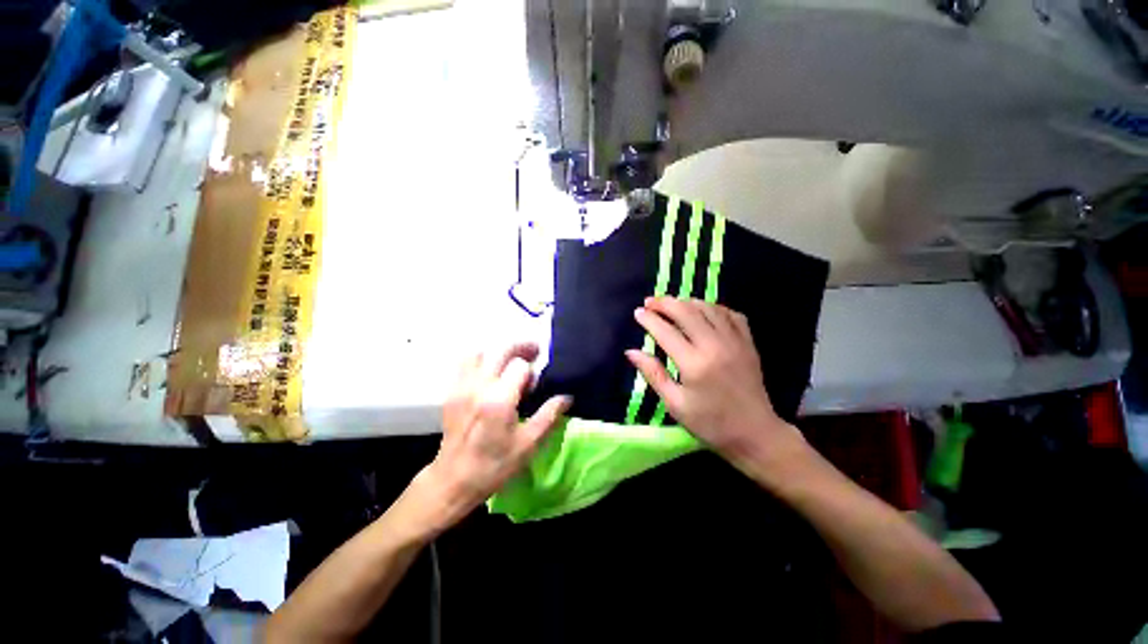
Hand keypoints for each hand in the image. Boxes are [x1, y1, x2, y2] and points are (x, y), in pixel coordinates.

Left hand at [417, 343, 570, 531]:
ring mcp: (462, 387)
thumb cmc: (494, 465)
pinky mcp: (451, 392)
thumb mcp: (528, 444)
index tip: (535, 384)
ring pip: (481, 352)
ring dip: (499, 352)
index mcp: (499, 400)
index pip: (520, 365)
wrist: (453, 480)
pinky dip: (481, 360)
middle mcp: (479, 387)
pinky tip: (490, 373)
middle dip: (520, 348)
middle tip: (533, 353)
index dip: (531, 371)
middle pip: (501, 350)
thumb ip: (549, 415)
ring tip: (510, 362)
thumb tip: (567, 397)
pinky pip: (465, 363)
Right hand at [626, 297, 801, 461]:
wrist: (755, 433)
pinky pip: (730, 314)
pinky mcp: (748, 343)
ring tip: (672, 303)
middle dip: (665, 303)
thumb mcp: (675, 404)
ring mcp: (734, 341)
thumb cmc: (710, 423)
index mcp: (694, 364)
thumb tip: (631, 352)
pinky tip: (703, 311)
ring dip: (687, 301)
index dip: (649, 319)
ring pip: (708, 308)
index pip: (665, 331)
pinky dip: (713, 307)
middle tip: (650, 302)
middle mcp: (714, 346)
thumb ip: (653, 374)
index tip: (638, 312)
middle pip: (686, 312)